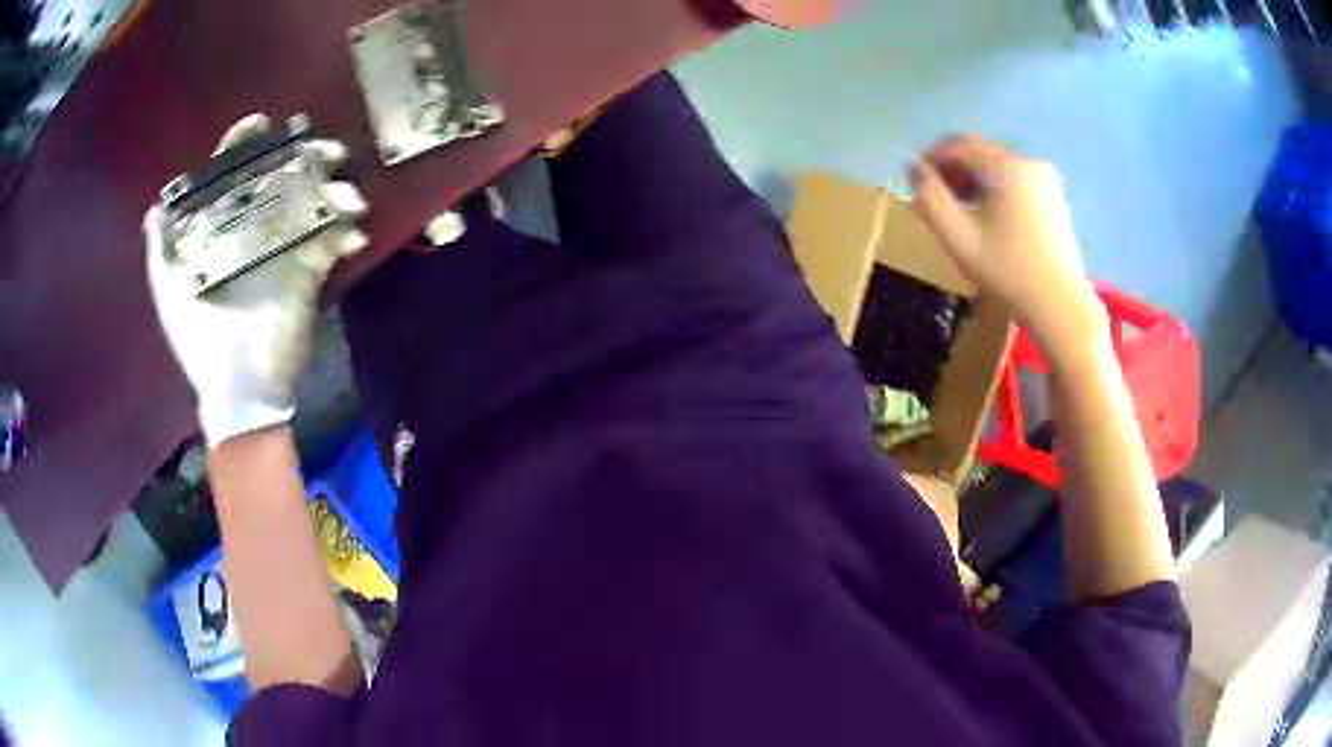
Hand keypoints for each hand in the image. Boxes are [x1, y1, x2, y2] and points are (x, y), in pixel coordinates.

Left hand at [145, 114, 368, 446]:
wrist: (239, 392)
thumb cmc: (199, 342)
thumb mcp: (170, 292)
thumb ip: (162, 249)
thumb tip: (157, 205)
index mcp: (221, 231)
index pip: (233, 177)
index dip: (242, 148)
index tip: (257, 125)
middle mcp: (253, 231)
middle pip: (279, 179)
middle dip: (300, 157)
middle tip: (321, 149)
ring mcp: (284, 250)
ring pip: (311, 202)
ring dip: (331, 187)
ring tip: (343, 185)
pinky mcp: (311, 272)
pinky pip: (334, 241)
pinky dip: (347, 230)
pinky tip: (352, 228)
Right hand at [909, 135, 1107, 366]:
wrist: (1059, 305)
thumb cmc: (1007, 271)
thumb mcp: (958, 237)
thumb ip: (930, 198)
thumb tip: (913, 167)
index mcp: (1006, 166)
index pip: (959, 144)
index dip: (933, 157)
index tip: (918, 182)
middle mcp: (1028, 162)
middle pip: (981, 152)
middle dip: (955, 169)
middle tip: (939, 199)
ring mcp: (1045, 180)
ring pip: (999, 167)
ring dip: (975, 181)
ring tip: (963, 211)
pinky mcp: (1055, 197)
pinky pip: (1016, 181)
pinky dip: (997, 190)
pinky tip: (991, 219)